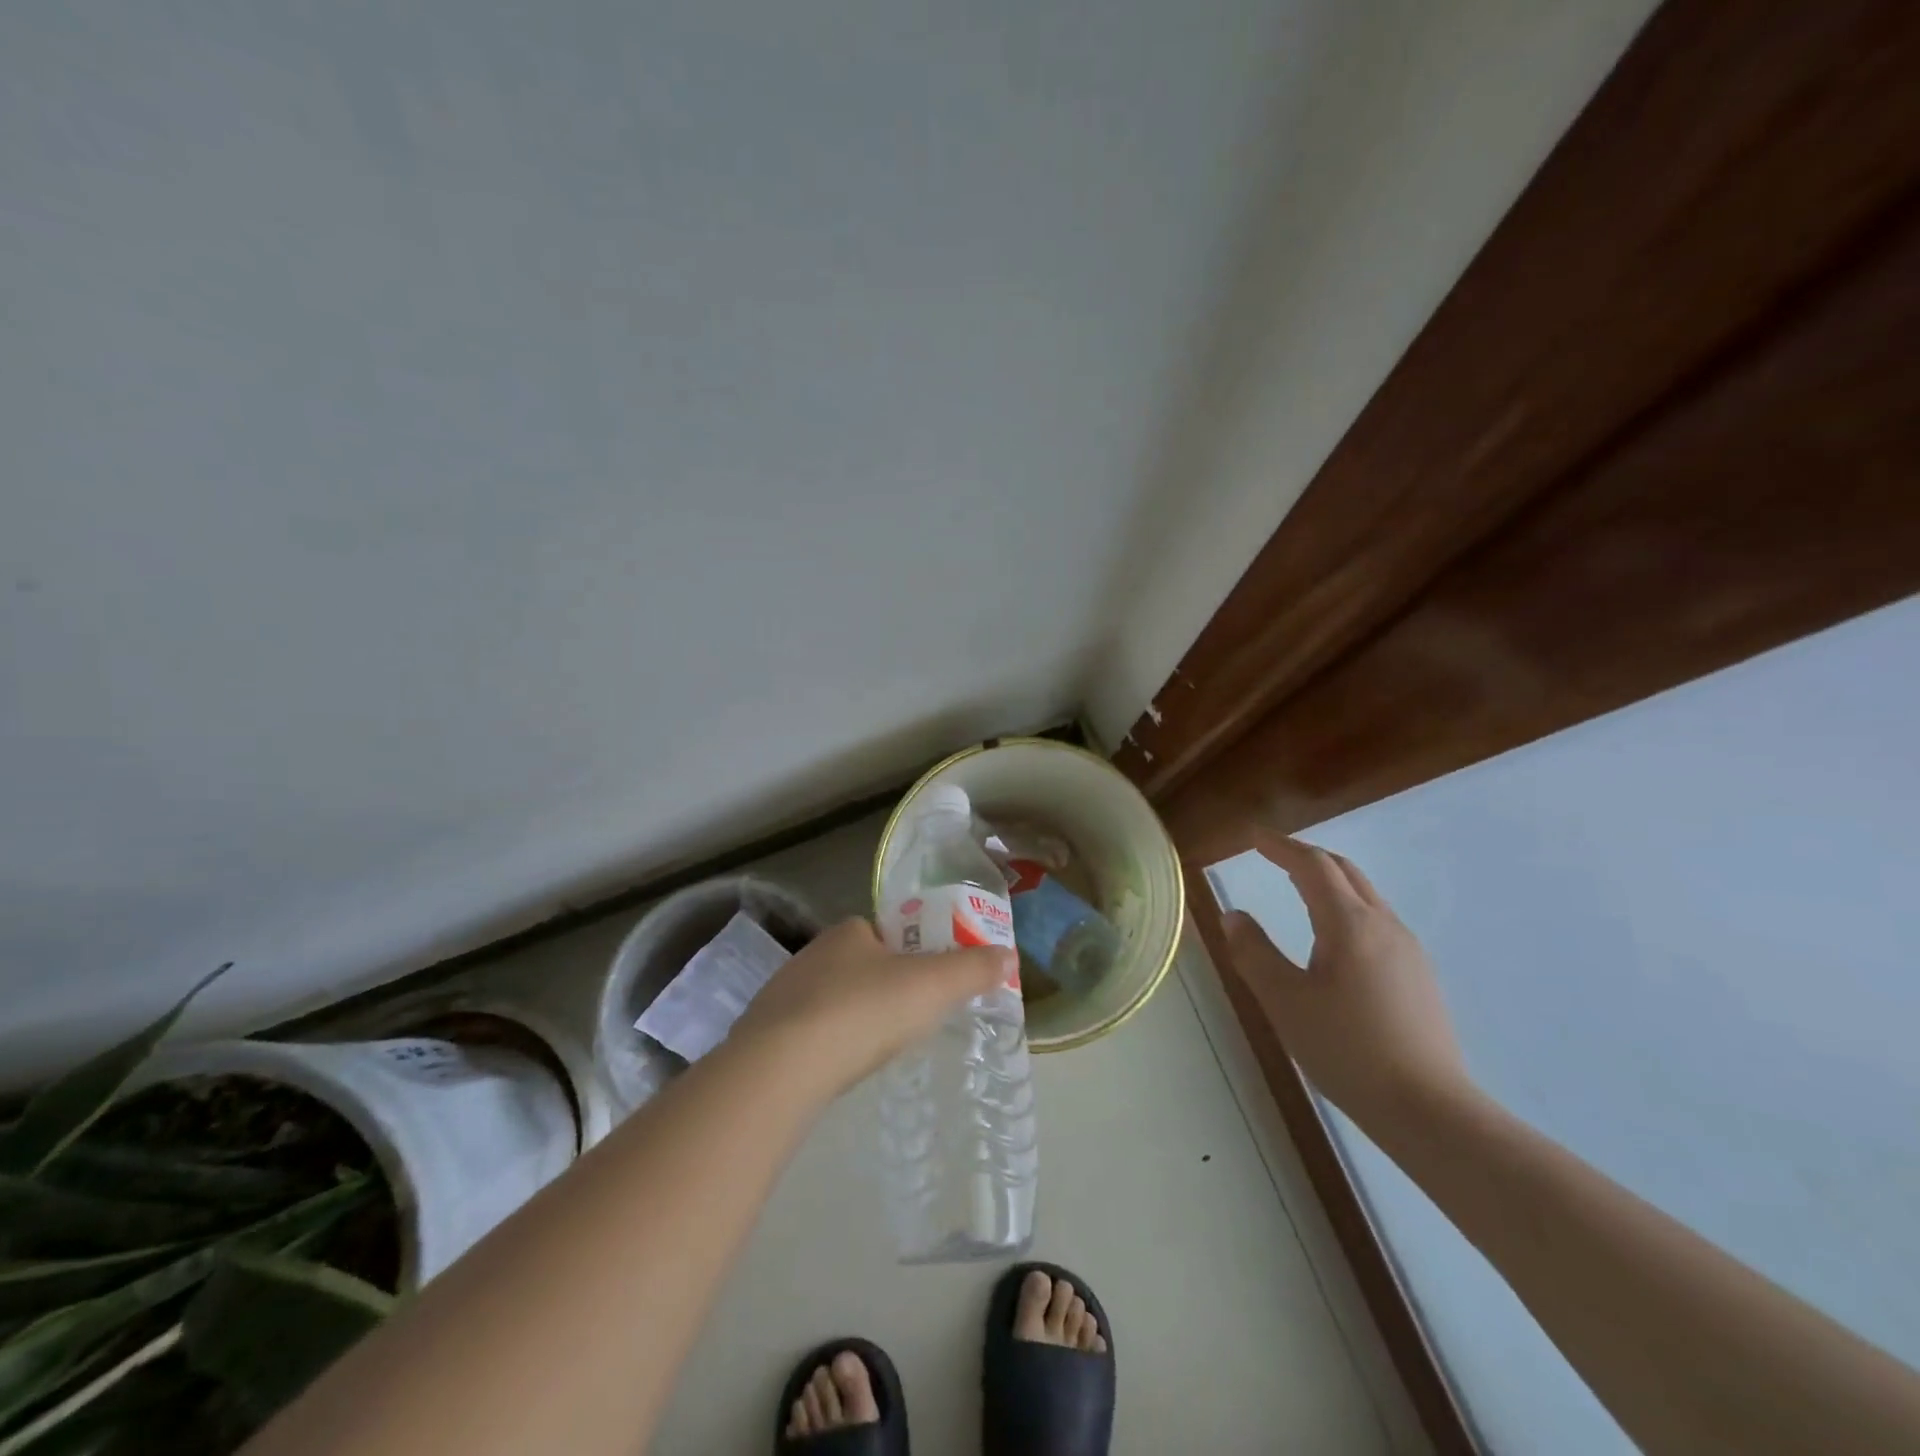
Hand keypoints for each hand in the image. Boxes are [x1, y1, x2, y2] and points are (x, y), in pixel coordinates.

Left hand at [733, 918, 1013, 1093]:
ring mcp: (782, 993)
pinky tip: (836, 1068)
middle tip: (906, 1022)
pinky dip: (824, 1045)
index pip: (884, 933)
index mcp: (849, 932)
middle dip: (881, 989)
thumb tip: (1009, 955)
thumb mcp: (933, 986)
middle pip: (858, 966)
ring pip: (829, 1000)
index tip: (926, 986)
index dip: (909, 954)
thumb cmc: (865, 1011)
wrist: (783, 1066)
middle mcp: (812, 954)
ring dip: (850, 1018)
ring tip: (873, 1050)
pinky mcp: (763, 1033)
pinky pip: (804, 1033)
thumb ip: (973, 969)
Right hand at [1223, 836, 1473, 1131]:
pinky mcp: (1419, 976)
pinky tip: (1334, 937)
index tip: (1254, 837)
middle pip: (1344, 871)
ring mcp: (1408, 951)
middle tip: (1273, 855)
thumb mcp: (1284, 1001)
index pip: (1312, 866)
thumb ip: (1254, 952)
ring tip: (1298, 888)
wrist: (1429, 1110)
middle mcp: (1384, 925)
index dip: (1281, 846)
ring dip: (1329, 881)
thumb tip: (1233, 916)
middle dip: (1306, 856)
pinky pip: (1377, 921)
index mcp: (1348, 923)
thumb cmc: (1346, 1049)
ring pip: (1365, 896)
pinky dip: (1346, 907)